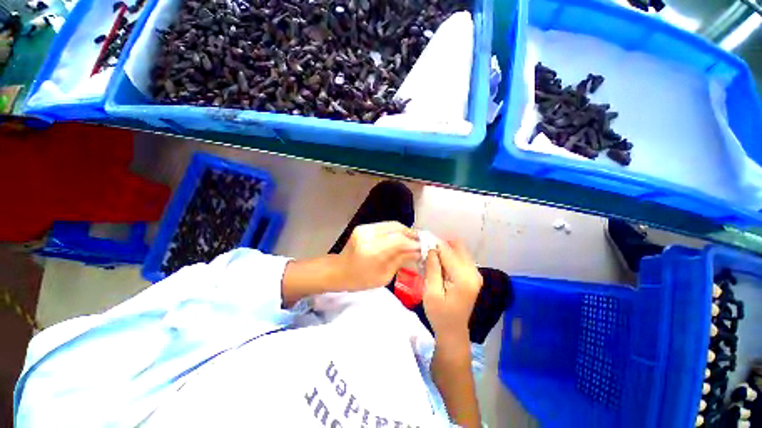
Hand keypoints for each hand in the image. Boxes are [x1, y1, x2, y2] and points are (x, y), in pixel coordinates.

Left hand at [337, 221, 420, 289]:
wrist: (339, 270)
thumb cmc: (361, 280)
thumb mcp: (384, 276)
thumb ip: (401, 260)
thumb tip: (418, 252)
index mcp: (372, 251)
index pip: (399, 240)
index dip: (413, 243)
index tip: (423, 248)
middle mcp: (368, 235)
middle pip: (396, 228)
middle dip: (411, 234)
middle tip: (420, 242)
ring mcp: (364, 228)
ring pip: (392, 224)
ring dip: (404, 231)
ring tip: (413, 239)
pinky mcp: (364, 226)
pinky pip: (385, 225)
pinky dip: (395, 230)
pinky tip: (401, 237)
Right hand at [423, 240, 482, 343]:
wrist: (453, 331)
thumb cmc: (439, 314)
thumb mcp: (431, 293)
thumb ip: (433, 269)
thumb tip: (431, 249)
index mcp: (464, 278)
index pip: (448, 252)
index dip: (434, 245)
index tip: (422, 243)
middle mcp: (474, 272)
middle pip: (457, 247)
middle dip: (441, 247)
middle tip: (427, 253)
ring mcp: (475, 274)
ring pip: (459, 251)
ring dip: (445, 252)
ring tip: (432, 260)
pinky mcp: (473, 276)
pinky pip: (461, 258)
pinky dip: (449, 258)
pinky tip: (439, 266)